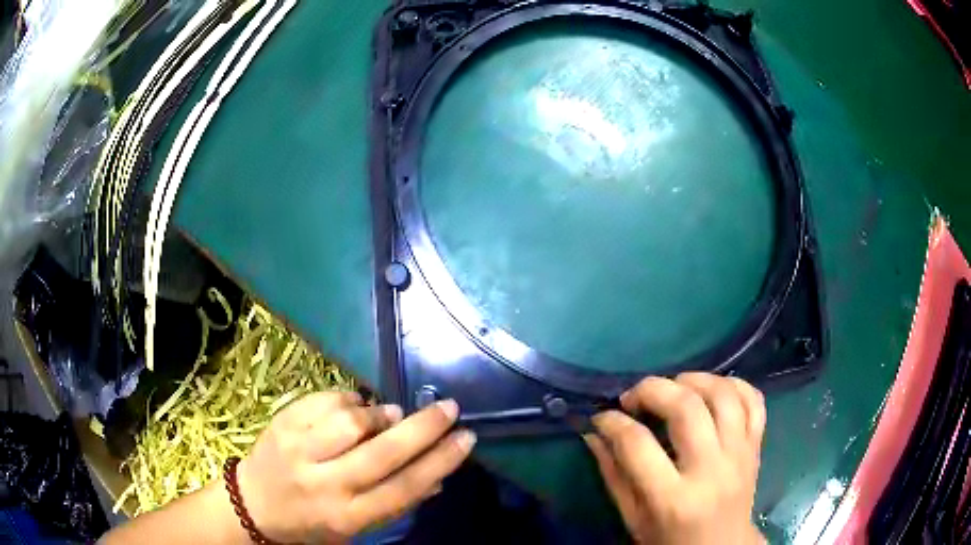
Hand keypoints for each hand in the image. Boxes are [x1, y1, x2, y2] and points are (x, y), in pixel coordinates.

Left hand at [237, 391, 475, 542]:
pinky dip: (350, 399)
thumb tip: (438, 477)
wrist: (254, 504)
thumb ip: (395, 503)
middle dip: (423, 428)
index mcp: (347, 516)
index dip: (440, 461)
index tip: (466, 438)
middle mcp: (324, 484)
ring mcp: (299, 450)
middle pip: (383, 452)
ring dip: (381, 413)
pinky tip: (355, 408)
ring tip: (392, 415)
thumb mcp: (356, 527)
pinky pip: (326, 400)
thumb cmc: (312, 522)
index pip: (404, 488)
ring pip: (352, 421)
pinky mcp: (283, 423)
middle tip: (448, 408)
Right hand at [586, 373, 766, 544]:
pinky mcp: (756, 447)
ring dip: (694, 380)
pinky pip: (754, 401)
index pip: (638, 445)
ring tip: (674, 386)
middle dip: (652, 389)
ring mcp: (740, 455)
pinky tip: (712, 390)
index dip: (613, 423)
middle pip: (686, 409)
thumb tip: (594, 434)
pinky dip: (735, 385)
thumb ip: (614, 476)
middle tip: (634, 396)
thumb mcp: (634, 519)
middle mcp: (712, 471)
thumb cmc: (671, 540)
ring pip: (724, 396)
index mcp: (673, 499)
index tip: (601, 418)